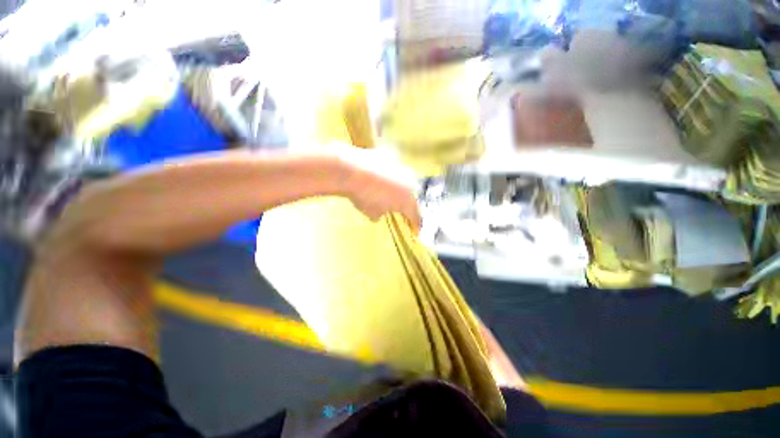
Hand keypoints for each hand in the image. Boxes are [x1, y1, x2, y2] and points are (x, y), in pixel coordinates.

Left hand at [336, 145, 421, 231]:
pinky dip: (388, 172)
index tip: (415, 229)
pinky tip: (378, 174)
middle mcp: (410, 183)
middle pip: (412, 196)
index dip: (415, 224)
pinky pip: (393, 167)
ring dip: (399, 186)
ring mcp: (402, 167)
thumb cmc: (365, 197)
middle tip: (398, 207)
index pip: (416, 216)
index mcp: (408, 201)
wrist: (352, 170)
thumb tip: (380, 214)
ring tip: (387, 190)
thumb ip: (380, 214)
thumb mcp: (372, 212)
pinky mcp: (391, 156)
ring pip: (404, 180)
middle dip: (406, 203)